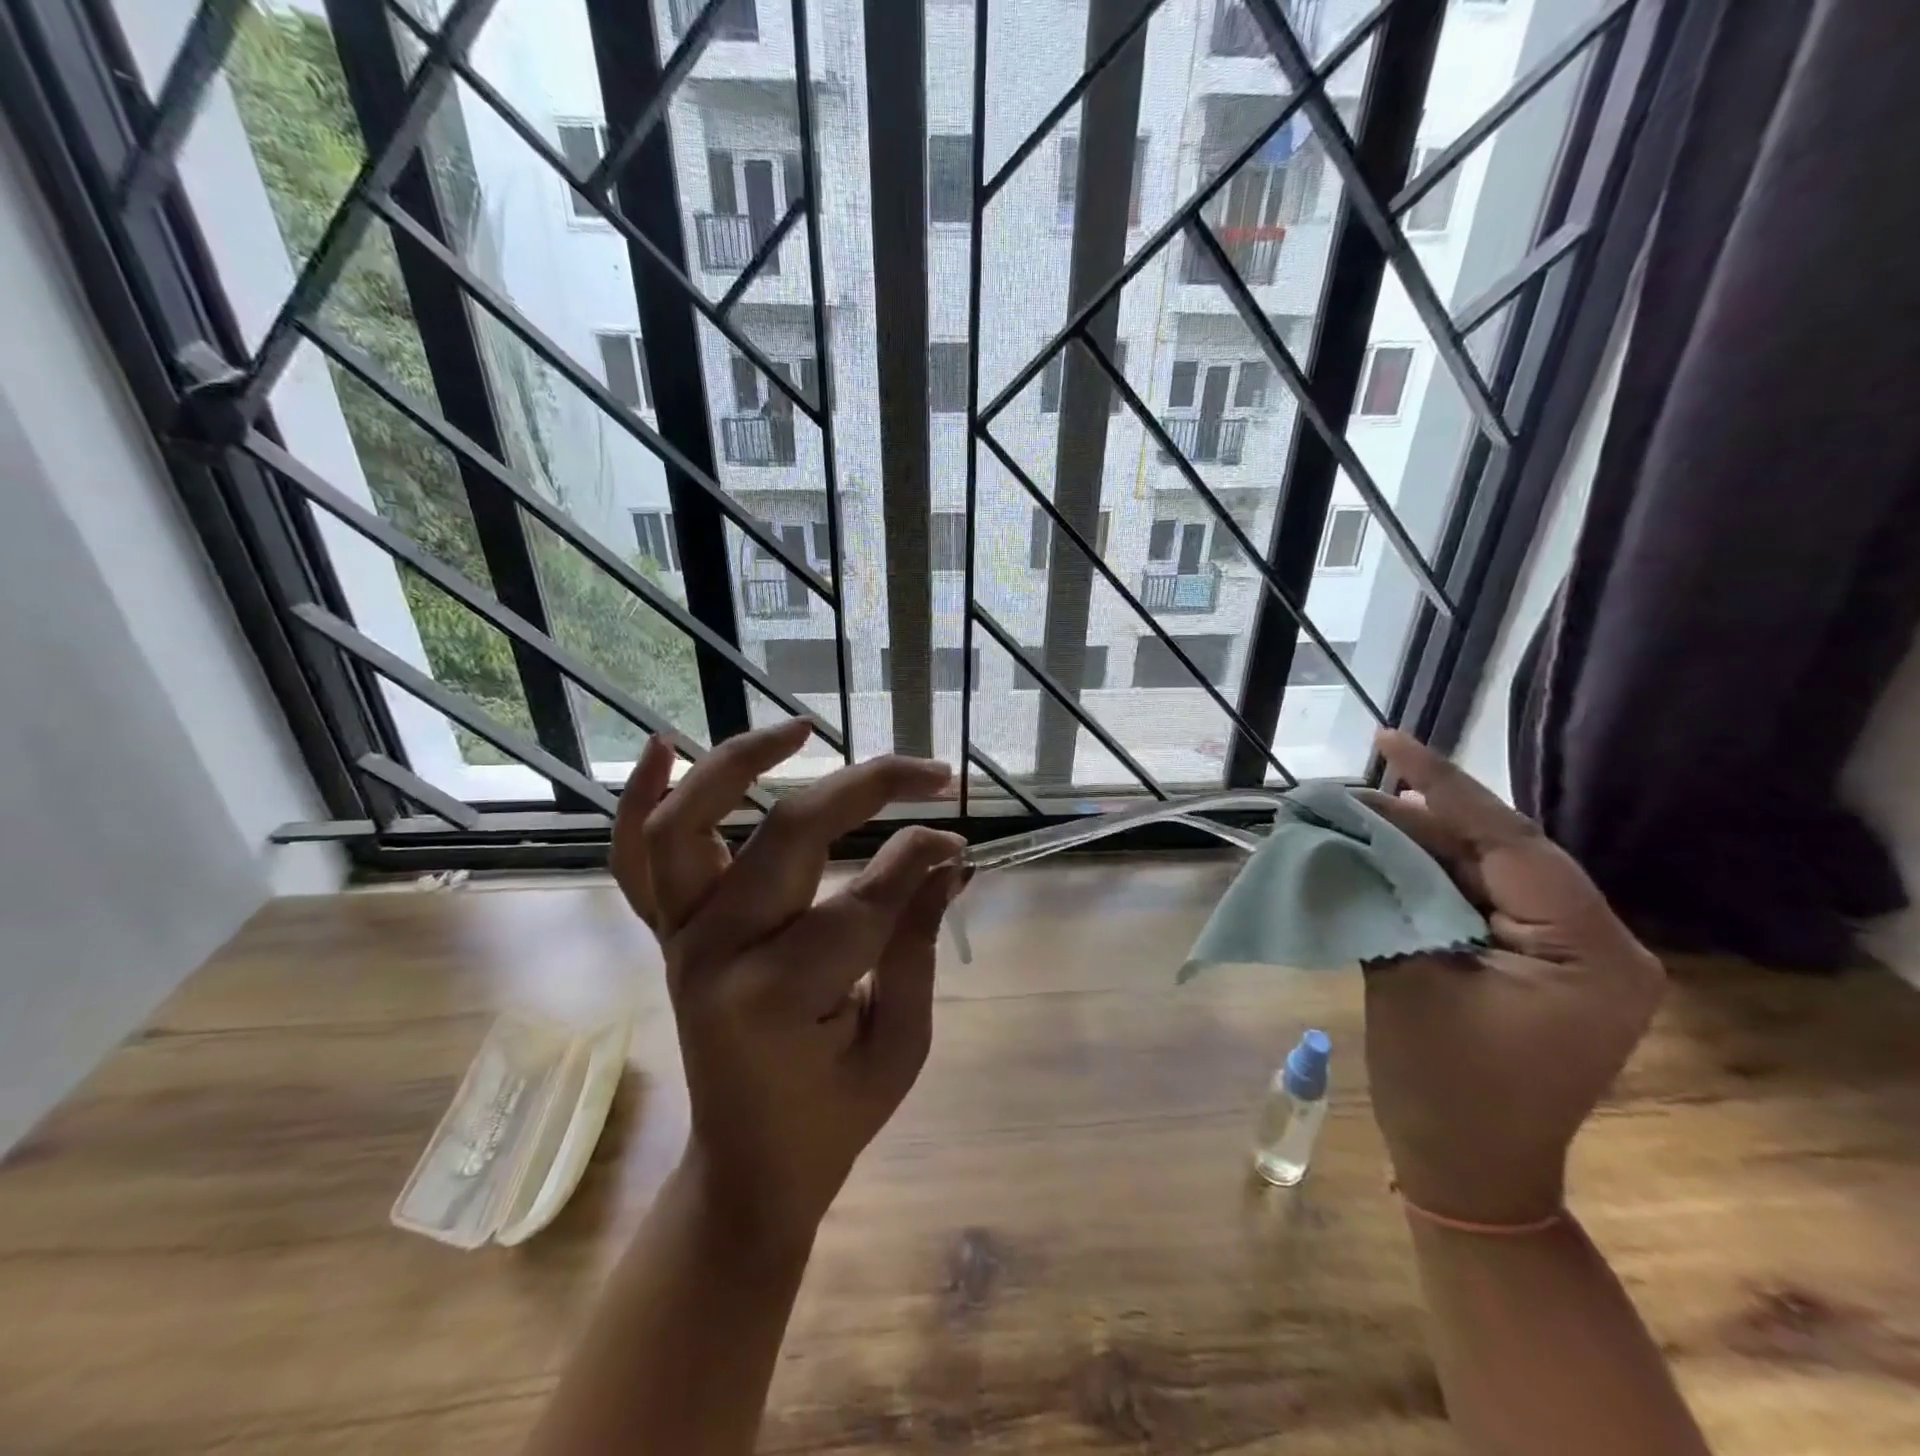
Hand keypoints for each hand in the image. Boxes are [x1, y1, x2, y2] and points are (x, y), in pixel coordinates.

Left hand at [612, 720, 965, 1247]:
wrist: (746, 1167)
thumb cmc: (834, 1116)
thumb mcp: (901, 1043)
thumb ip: (918, 941)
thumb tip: (950, 857)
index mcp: (778, 996)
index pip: (868, 896)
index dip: (922, 858)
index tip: (959, 838)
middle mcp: (714, 953)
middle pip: (788, 834)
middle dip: (869, 787)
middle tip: (929, 773)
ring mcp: (678, 937)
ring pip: (688, 824)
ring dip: (739, 763)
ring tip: (802, 728)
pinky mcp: (665, 932)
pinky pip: (635, 858)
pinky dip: (641, 798)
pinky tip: (666, 745)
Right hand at [1359, 731, 1664, 1225]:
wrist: (1467, 1173)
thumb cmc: (1441, 1088)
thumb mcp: (1407, 978)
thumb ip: (1386, 897)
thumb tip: (1348, 832)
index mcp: (1591, 953)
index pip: (1514, 844)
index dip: (1444, 786)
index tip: (1388, 740)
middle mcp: (1601, 945)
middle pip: (1502, 852)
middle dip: (1423, 817)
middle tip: (1352, 787)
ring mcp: (1573, 955)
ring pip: (1489, 871)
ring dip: (1423, 844)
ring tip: (1357, 813)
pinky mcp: (1542, 963)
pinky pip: (1483, 899)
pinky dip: (1432, 876)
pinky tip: (1386, 854)